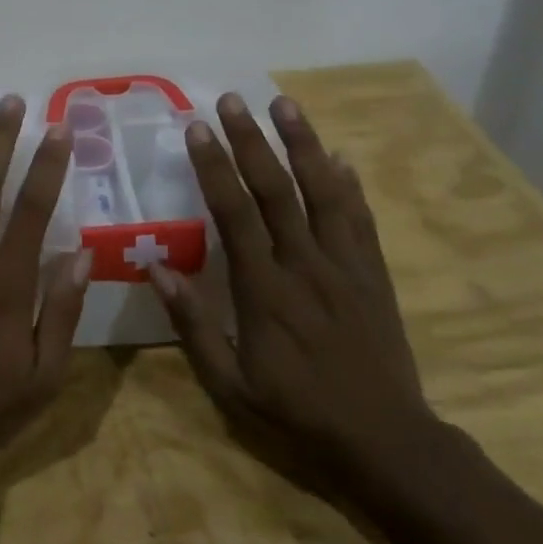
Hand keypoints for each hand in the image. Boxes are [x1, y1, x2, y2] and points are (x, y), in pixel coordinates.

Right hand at [147, 92, 439, 504]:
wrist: (387, 443)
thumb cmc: (297, 414)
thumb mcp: (230, 384)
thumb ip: (193, 324)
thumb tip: (156, 269)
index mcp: (264, 289)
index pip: (234, 213)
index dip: (214, 167)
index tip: (198, 129)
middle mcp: (304, 265)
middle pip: (275, 190)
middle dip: (251, 140)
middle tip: (232, 99)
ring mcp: (345, 266)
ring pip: (323, 192)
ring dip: (302, 145)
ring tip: (285, 104)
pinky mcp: (374, 275)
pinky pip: (361, 220)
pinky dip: (349, 185)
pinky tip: (340, 156)